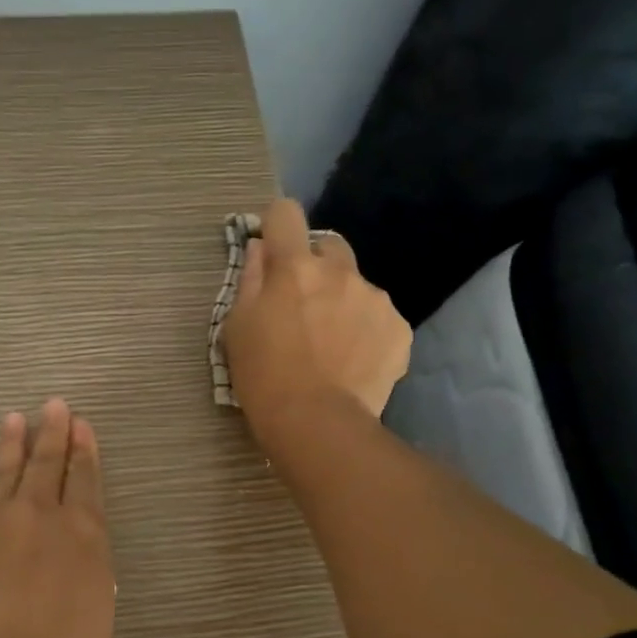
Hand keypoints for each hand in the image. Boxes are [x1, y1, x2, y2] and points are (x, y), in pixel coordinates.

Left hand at [0, 399, 115, 637]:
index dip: (85, 450)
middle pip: (47, 464)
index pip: (86, 480)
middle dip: (52, 433)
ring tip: (11, 418)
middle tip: (53, 405)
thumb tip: (77, 553)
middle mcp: (38, 516)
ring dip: (8, 444)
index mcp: (82, 532)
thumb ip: (88, 571)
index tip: (82, 425)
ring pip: (2, 473)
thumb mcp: (99, 611)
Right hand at [220, 199, 409, 435]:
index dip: (277, 224)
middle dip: (315, 265)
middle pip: (329, 245)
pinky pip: (378, 316)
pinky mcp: (399, 328)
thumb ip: (251, 279)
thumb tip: (261, 248)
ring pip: (356, 285)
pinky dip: (366, 330)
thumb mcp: (238, 327)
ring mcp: (374, 299)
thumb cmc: (263, 375)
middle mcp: (340, 271)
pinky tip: (354, 360)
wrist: (317, 423)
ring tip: (332, 344)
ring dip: (342, 301)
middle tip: (303, 304)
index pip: (286, 213)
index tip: (272, 247)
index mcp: (294, 267)